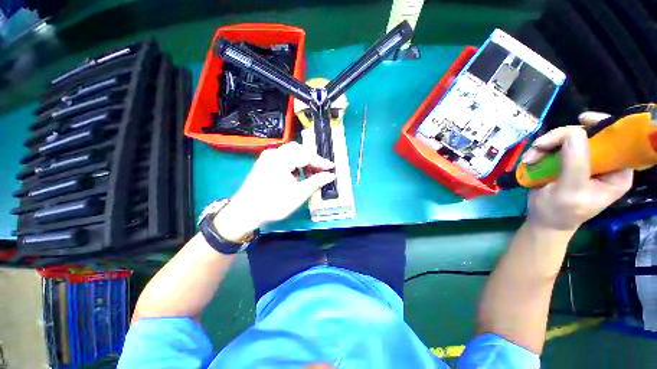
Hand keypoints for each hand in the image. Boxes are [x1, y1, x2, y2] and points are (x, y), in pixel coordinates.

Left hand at [213, 142, 335, 241]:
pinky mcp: (265, 163)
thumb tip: (331, 175)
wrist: (245, 212)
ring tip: (310, 175)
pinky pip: (284, 158)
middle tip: (321, 170)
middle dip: (311, 159)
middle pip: (298, 149)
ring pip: (291, 153)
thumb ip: (316, 182)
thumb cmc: (274, 204)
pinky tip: (297, 175)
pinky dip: (294, 164)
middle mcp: (274, 153)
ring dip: (303, 161)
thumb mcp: (299, 194)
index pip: (306, 155)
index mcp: (281, 159)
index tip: (332, 168)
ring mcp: (268, 157)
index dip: (321, 162)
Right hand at [521, 112, 632, 231]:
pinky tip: (530, 160)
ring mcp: (585, 160)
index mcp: (617, 173)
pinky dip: (541, 151)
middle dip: (562, 138)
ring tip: (530, 158)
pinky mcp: (568, 160)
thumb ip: (575, 164)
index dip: (605, 126)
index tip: (582, 120)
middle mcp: (605, 163)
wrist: (543, 220)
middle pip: (590, 135)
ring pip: (569, 139)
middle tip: (540, 145)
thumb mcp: (569, 191)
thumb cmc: (560, 212)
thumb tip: (575, 132)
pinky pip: (556, 146)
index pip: (619, 141)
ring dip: (547, 145)